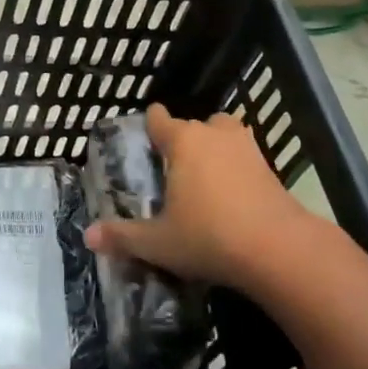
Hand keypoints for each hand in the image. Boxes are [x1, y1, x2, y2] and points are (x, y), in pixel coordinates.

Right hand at [83, 104, 313, 293]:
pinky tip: (230, 196)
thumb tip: (88, 237)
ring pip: (223, 135)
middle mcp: (213, 134)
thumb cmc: (209, 237)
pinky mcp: (270, 167)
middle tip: (170, 171)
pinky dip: (235, 168)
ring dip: (213, 148)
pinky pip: (243, 157)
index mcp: (182, 141)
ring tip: (202, 178)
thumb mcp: (158, 243)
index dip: (150, 125)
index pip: (159, 118)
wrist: (279, 250)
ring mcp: (246, 147)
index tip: (144, 138)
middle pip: (192, 125)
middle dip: (181, 141)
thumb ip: (123, 237)